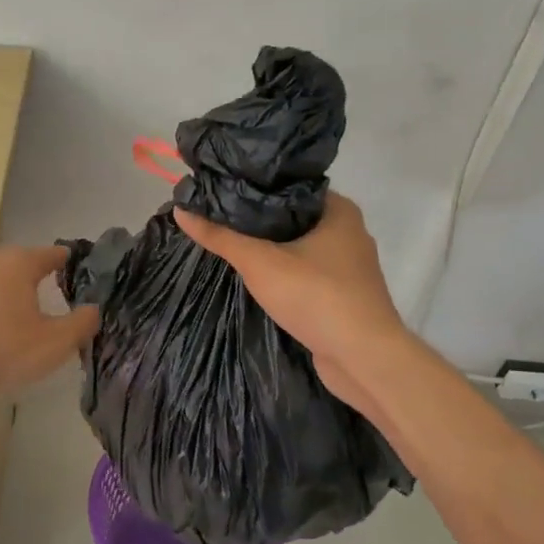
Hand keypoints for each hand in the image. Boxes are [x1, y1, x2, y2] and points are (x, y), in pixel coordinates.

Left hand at [0, 245, 99, 398]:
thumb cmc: (2, 350)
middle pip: (10, 264)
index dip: (62, 259)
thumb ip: (81, 324)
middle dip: (21, 277)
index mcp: (17, 265)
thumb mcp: (54, 344)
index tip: (69, 261)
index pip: (48, 254)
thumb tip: (93, 310)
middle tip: (32, 298)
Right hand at [174, 192, 402, 421]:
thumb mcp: (260, 262)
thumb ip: (220, 236)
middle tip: (217, 217)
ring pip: (300, 247)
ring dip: (271, 249)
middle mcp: (349, 232)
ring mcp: (349, 266)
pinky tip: (256, 277)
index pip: (289, 185)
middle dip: (257, 220)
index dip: (254, 186)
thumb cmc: (316, 296)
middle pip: (292, 216)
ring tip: (229, 244)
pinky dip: (284, 273)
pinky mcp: (344, 295)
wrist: (364, 358)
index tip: (220, 189)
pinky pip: (307, 273)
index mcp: (339, 210)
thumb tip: (180, 210)